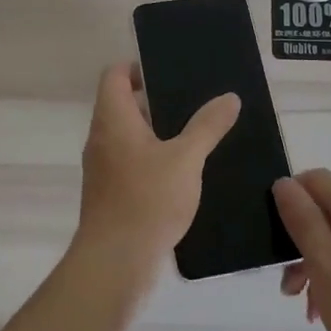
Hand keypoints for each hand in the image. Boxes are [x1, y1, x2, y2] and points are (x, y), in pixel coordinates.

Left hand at [73, 62, 240, 293]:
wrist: (115, 263)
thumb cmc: (147, 200)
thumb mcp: (186, 158)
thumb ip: (207, 126)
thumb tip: (229, 97)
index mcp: (113, 119)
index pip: (114, 75)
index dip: (136, 67)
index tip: (168, 74)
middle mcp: (101, 138)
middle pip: (121, 104)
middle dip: (154, 101)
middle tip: (192, 102)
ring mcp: (102, 168)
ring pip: (127, 136)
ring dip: (155, 132)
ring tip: (193, 135)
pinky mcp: (109, 194)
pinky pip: (129, 162)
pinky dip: (151, 158)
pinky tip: (181, 172)